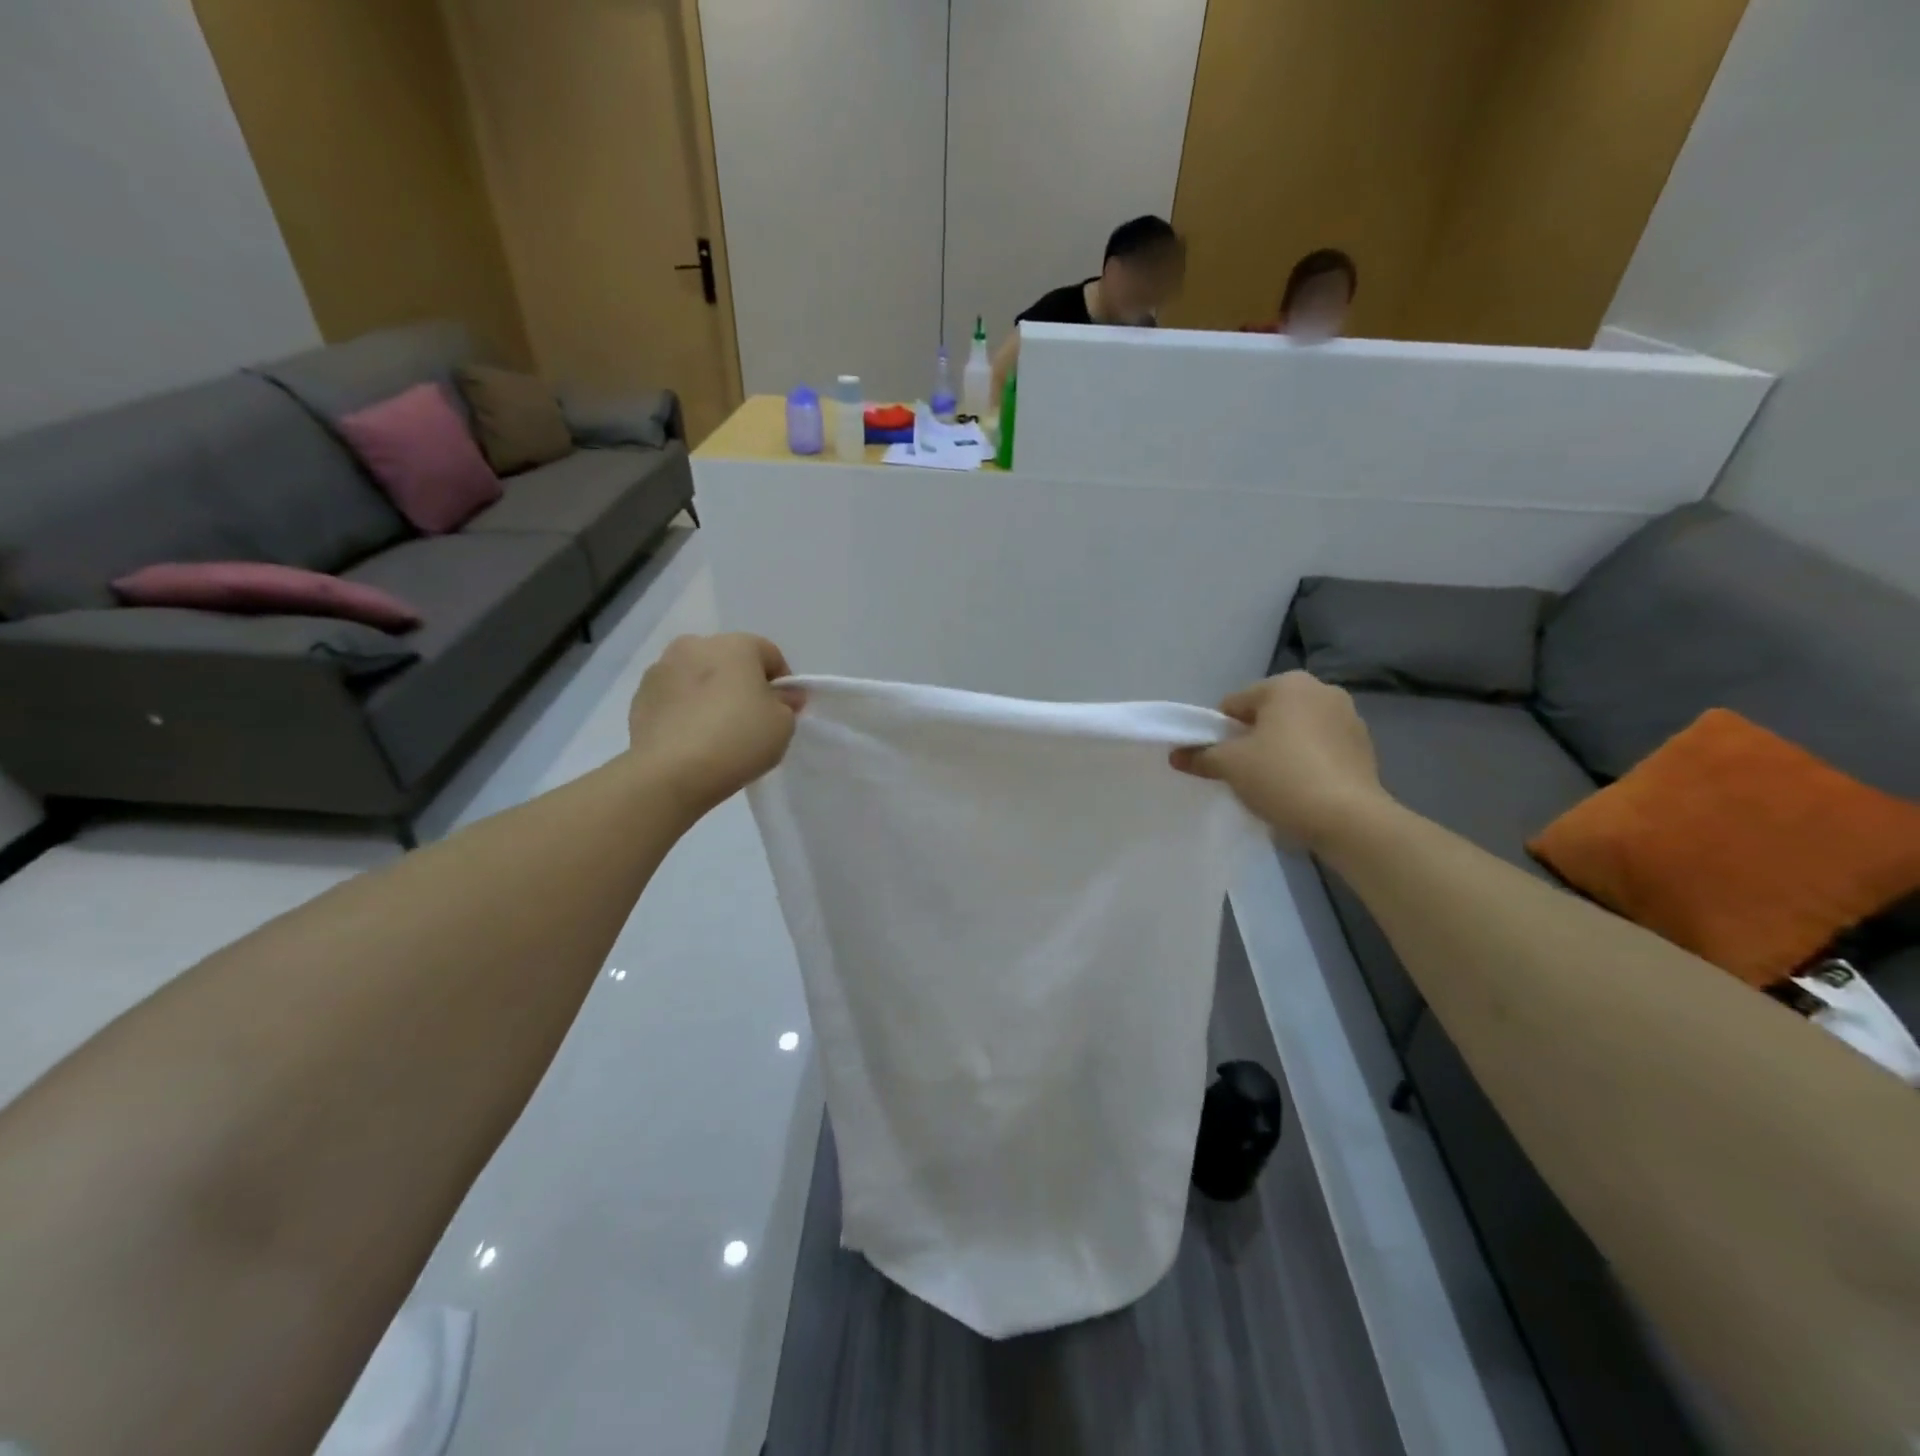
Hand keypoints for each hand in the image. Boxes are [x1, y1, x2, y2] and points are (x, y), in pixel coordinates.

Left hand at [627, 634, 800, 815]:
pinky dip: (685, 710)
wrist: (671, 772)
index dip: (782, 683)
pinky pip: (674, 698)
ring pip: (698, 677)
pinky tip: (692, 739)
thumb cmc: (738, 739)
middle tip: (750, 720)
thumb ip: (786, 703)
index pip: (770, 655)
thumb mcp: (783, 724)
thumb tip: (782, 695)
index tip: (783, 711)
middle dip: (742, 684)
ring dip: (710, 694)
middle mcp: (695, 645)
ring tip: (717, 731)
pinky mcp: (639, 697)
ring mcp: (661, 669)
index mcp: (735, 645)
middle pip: (730, 661)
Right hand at [1172, 672, 1391, 849]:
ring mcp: (1349, 718)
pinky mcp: (1364, 747)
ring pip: (1296, 731)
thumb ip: (1200, 756)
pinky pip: (1321, 748)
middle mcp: (1322, 690)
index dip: (1219, 732)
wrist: (1348, 819)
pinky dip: (1307, 761)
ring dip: (1281, 749)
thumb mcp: (1230, 765)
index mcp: (1287, 684)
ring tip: (1273, 783)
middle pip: (1267, 715)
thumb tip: (1176, 755)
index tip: (1219, 760)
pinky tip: (1301, 788)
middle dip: (1253, 739)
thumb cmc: (1281, 777)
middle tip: (1243, 772)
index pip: (1234, 704)